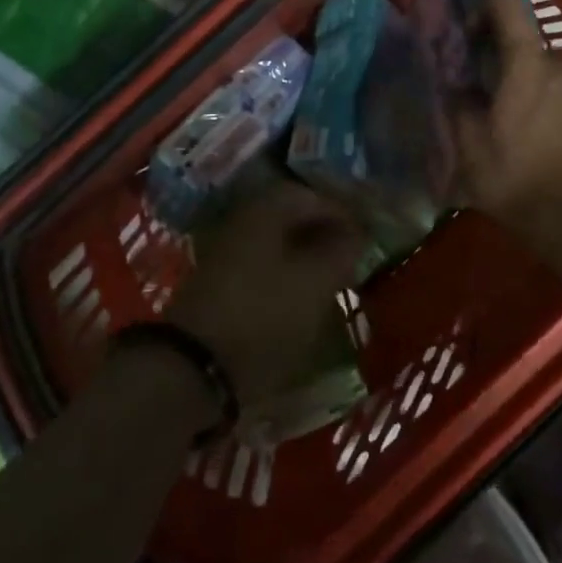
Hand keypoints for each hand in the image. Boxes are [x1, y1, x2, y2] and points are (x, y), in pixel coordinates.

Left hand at [165, 179, 365, 406]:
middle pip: (290, 217)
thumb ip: (342, 250)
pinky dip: (286, 276)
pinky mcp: (218, 286)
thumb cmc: (264, 314)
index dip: (342, 211)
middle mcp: (242, 222)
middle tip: (351, 256)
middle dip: (323, 233)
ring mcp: (225, 254)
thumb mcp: (316, 281)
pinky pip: (262, 267)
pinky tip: (301, 299)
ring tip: (332, 280)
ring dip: (305, 256)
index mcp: (265, 210)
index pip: (310, 195)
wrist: (196, 367)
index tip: (365, 235)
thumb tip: (356, 232)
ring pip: (276, 244)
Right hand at [453, 0, 561, 219]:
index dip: (482, 7)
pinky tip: (538, 138)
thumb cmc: (517, 174)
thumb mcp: (468, 144)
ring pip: (548, 68)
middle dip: (504, 56)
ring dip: (528, 81)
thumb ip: (459, 104)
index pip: (506, 1)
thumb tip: (457, 86)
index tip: (469, 40)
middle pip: (527, 40)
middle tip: (486, 92)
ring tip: (513, 120)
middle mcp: (560, 64)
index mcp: (526, 61)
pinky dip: (548, 102)